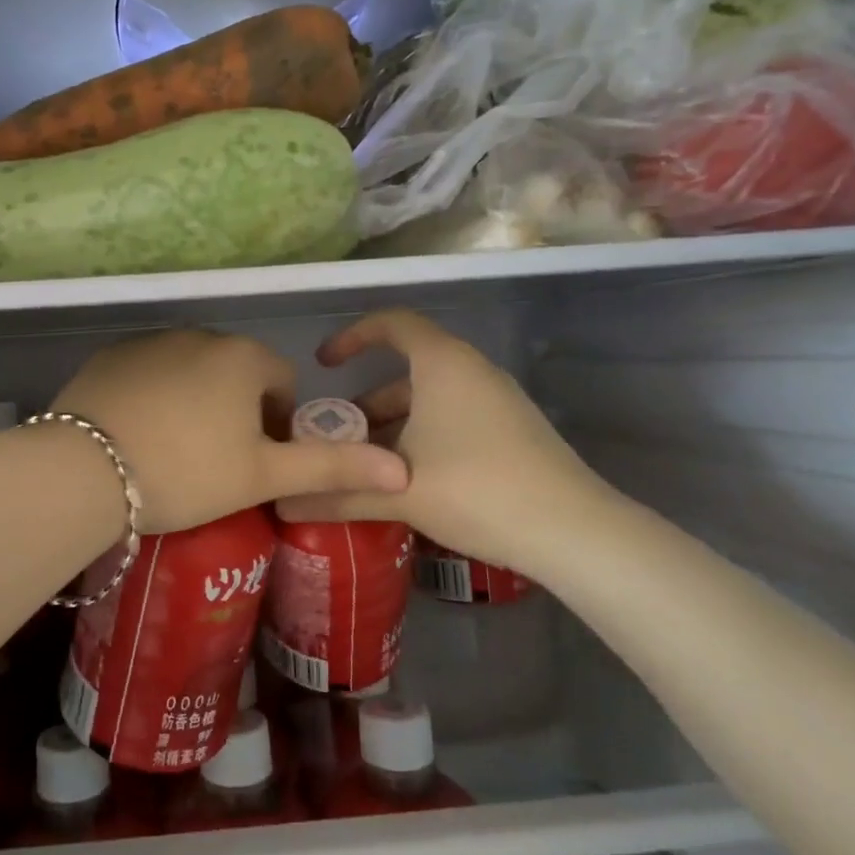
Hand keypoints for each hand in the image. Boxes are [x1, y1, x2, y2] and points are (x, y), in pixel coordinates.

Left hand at [53, 329, 408, 534]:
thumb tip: (401, 472)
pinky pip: (148, 373)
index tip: (259, 461)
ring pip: (191, 371)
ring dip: (196, 401)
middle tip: (218, 462)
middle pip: (236, 372)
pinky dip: (154, 396)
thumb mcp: (263, 476)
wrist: (85, 469)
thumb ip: (331, 468)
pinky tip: (138, 434)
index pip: (281, 379)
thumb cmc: (187, 472)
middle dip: (237, 410)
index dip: (279, 422)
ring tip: (176, 452)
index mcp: (243, 357)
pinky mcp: (109, 356)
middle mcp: (199, 335)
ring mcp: (149, 341)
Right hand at [273, 310, 624, 579]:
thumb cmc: (476, 489)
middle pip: (407, 369)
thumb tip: (282, 504)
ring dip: (393, 424)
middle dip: (366, 400)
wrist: (573, 531)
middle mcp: (471, 371)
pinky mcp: (513, 431)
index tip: (323, 364)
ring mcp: (497, 401)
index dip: (353, 336)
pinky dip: (422, 437)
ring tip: (365, 465)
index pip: (392, 323)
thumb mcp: (400, 491)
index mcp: (443, 364)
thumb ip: (338, 494)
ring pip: (430, 399)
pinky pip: (454, 418)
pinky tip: (408, 482)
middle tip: (336, 435)